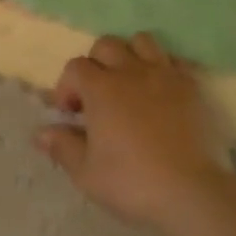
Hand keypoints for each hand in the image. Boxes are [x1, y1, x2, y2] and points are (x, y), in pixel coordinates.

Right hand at [37, 33, 226, 231]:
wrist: (192, 193)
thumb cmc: (132, 182)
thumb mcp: (86, 172)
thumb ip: (62, 146)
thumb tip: (42, 133)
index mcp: (101, 88)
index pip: (75, 67)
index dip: (67, 87)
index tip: (69, 113)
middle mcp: (131, 72)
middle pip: (106, 45)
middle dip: (95, 64)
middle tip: (97, 96)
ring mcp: (165, 76)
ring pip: (142, 42)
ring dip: (130, 56)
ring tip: (129, 84)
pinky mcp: (193, 88)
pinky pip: (174, 62)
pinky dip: (163, 69)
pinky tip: (161, 92)